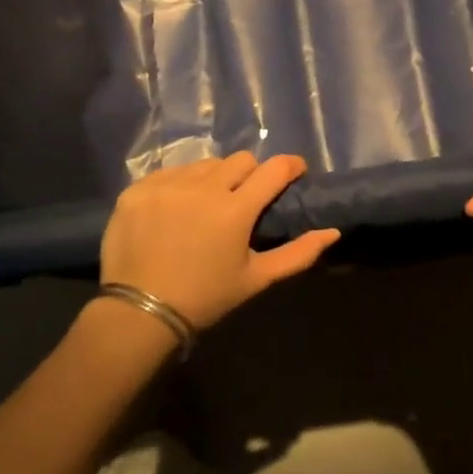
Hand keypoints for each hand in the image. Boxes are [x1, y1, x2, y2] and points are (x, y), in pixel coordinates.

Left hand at [100, 153, 340, 331]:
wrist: (139, 313)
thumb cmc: (205, 298)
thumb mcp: (256, 280)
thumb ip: (298, 254)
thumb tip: (333, 232)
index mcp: (235, 210)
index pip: (274, 168)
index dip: (290, 166)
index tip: (294, 172)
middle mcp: (203, 187)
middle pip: (240, 160)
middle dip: (250, 175)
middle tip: (244, 199)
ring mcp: (167, 185)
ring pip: (204, 164)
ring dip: (213, 179)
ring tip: (205, 206)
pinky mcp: (139, 189)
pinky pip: (170, 172)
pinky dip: (179, 185)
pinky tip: (174, 210)